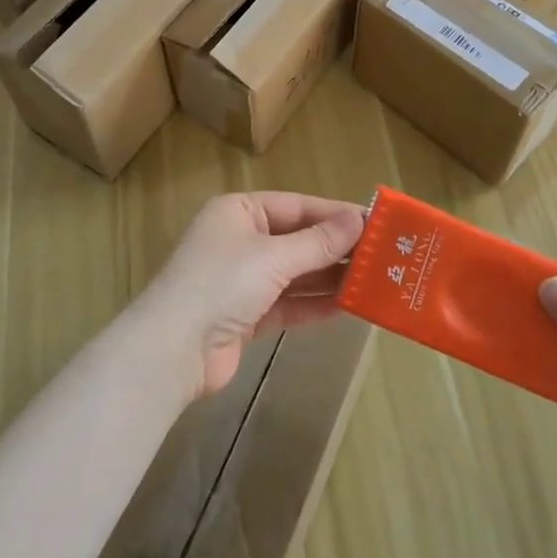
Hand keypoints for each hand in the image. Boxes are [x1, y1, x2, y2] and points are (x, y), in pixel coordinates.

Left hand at [129, 192, 366, 399]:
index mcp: (238, 212)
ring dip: (330, 278)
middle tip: (384, 256)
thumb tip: (360, 219)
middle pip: (298, 240)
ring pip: (296, 274)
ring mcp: (242, 280)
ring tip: (374, 281)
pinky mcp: (246, 316)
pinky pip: (288, 303)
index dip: (336, 214)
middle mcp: (240, 240)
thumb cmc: (221, 284)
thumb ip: (318, 241)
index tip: (377, 223)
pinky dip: (315, 304)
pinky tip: (348, 307)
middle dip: (337, 249)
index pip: (297, 206)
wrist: (172, 351)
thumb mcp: (273, 257)